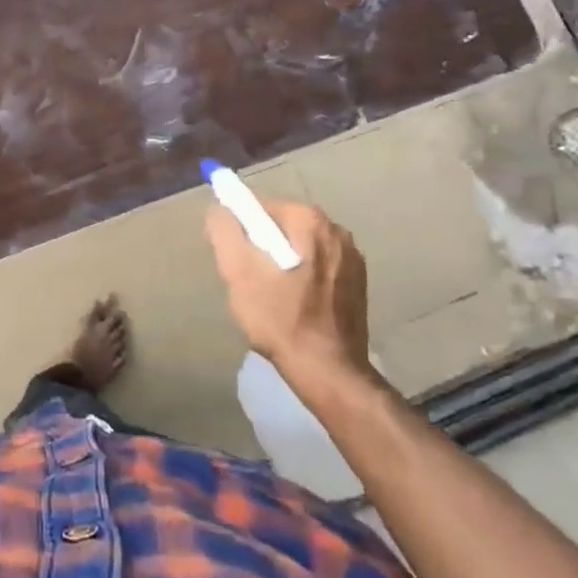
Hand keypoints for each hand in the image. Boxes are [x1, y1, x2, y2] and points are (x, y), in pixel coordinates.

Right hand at [204, 197, 373, 382]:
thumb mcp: (238, 272)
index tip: (233, 257)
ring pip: (300, 246)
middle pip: (281, 225)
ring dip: (281, 262)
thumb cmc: (280, 319)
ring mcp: (352, 257)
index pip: (260, 206)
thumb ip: (224, 231)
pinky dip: (301, 275)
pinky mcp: (358, 282)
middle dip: (260, 246)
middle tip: (249, 280)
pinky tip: (295, 304)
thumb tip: (219, 209)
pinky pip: (318, 265)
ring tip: (271, 295)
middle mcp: (336, 229)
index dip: (239, 228)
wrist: (329, 372)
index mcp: (309, 220)